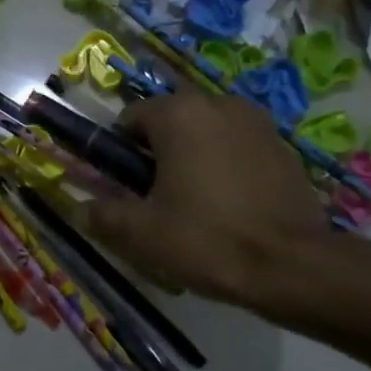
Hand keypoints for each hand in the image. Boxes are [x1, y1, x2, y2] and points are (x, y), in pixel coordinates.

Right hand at [81, 92, 341, 305]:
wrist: (291, 265)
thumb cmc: (207, 240)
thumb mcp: (142, 234)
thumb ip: (102, 215)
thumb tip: (78, 208)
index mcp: (179, 114)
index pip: (131, 118)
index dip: (119, 152)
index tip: (123, 186)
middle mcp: (218, 104)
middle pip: (172, 122)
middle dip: (158, 152)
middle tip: (156, 198)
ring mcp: (257, 122)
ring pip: (208, 133)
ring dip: (194, 156)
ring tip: (196, 202)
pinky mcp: (284, 146)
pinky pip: (239, 147)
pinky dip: (227, 165)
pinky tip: (231, 204)